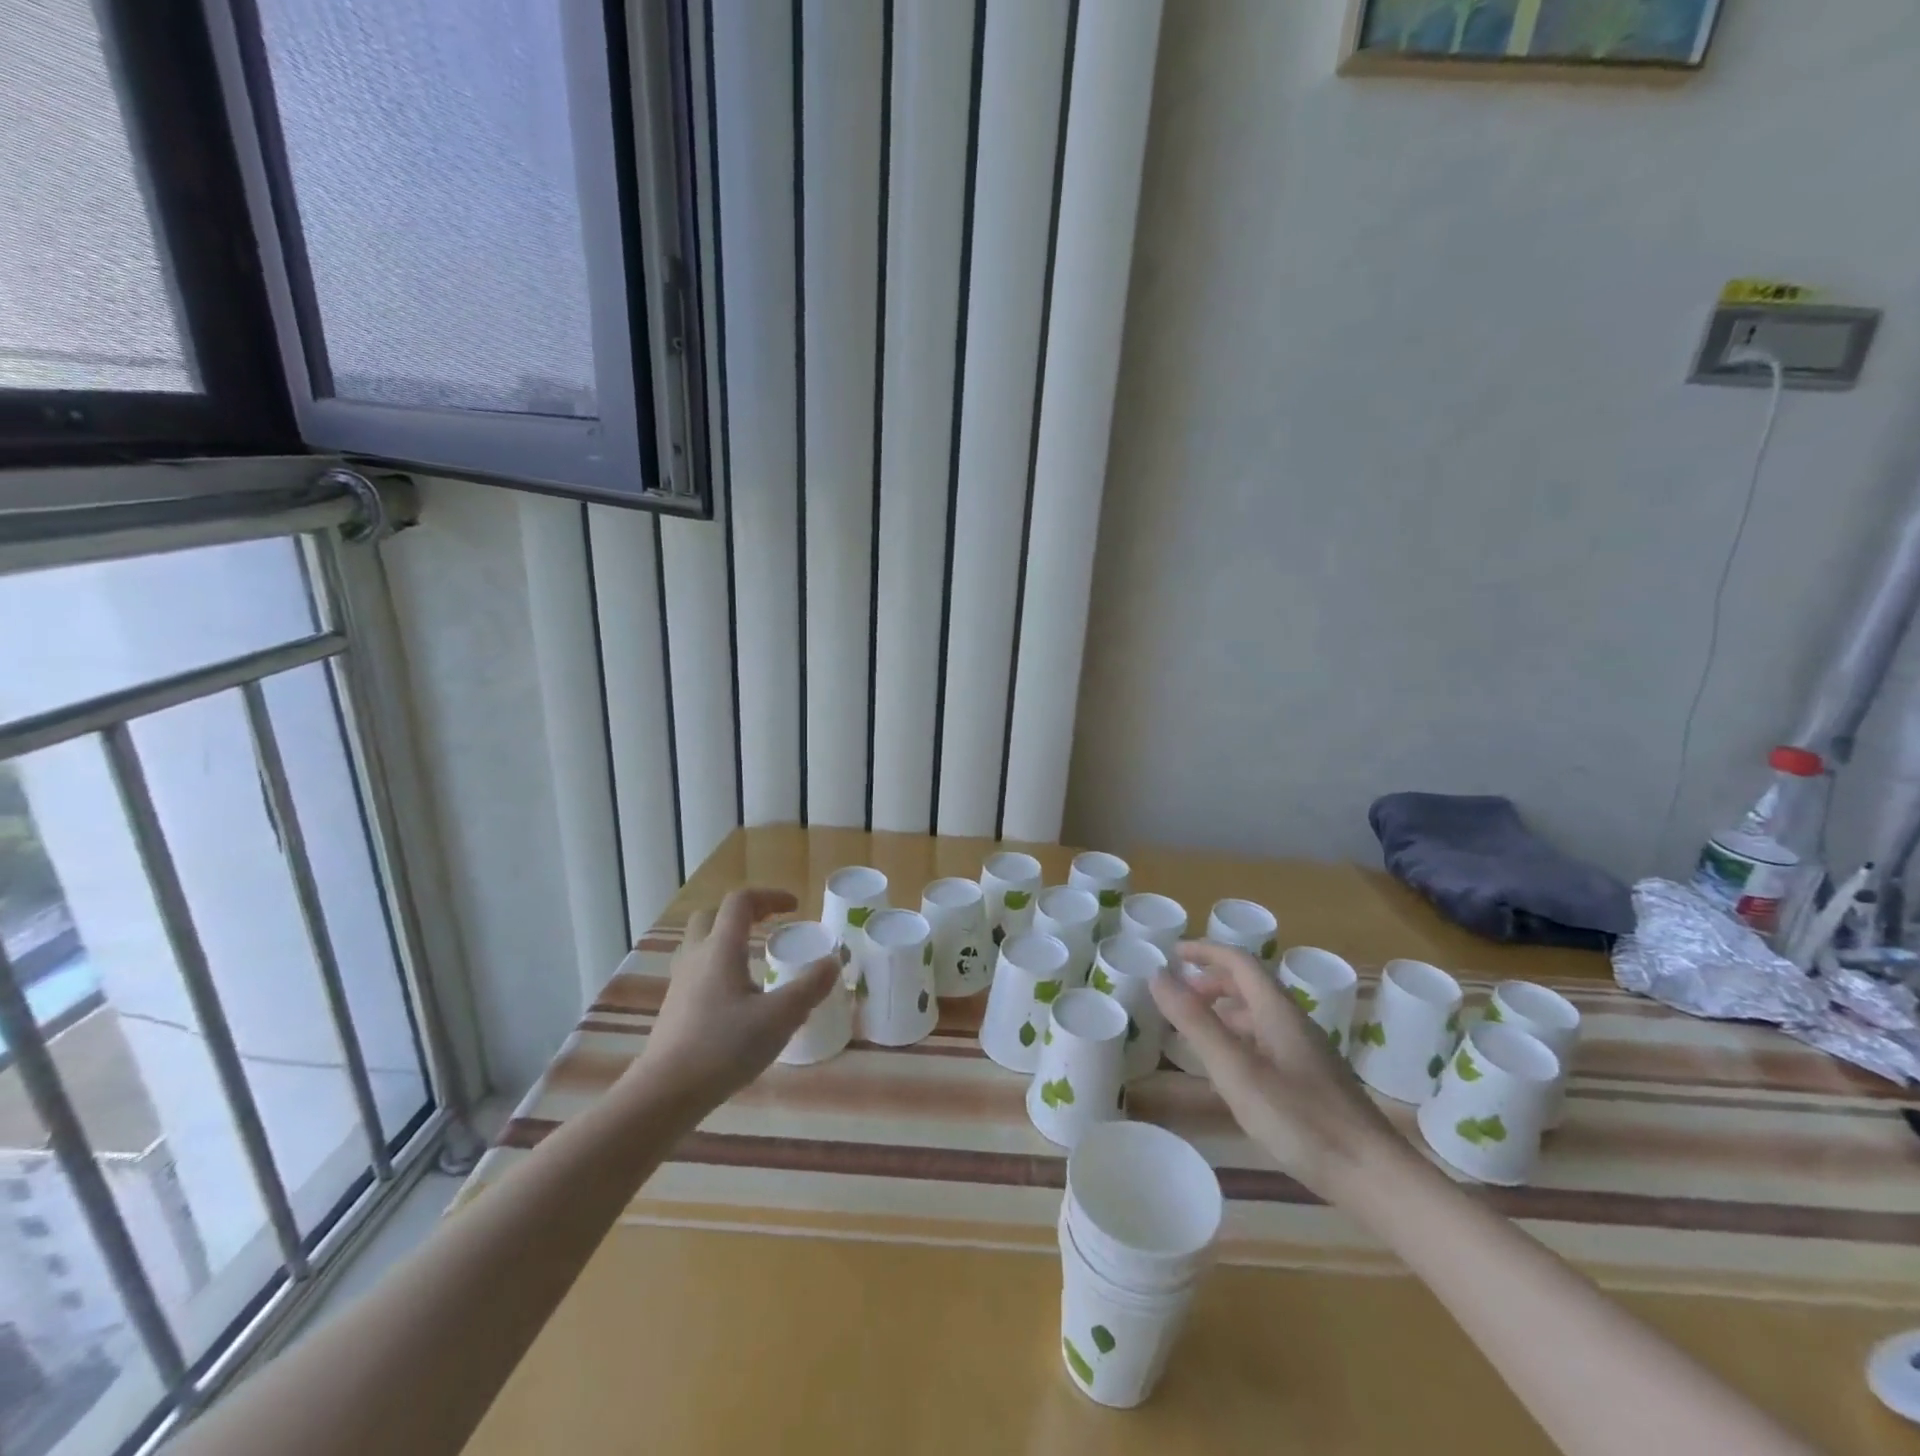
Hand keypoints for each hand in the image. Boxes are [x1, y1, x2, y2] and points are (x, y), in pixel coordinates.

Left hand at [635, 888, 837, 1111]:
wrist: (664, 1093)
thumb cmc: (724, 1047)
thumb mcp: (779, 1018)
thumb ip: (810, 987)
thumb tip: (833, 961)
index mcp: (721, 948)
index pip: (741, 902)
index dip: (770, 896)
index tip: (795, 908)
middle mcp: (697, 957)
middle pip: (713, 916)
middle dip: (744, 914)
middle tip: (769, 926)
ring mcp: (680, 983)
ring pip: (702, 944)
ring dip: (728, 941)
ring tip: (756, 962)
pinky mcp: (674, 1008)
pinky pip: (698, 972)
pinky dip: (720, 969)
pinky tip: (738, 999)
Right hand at [1150, 942, 1402, 1200]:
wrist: (1375, 1177)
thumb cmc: (1301, 1119)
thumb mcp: (1236, 1070)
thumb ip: (1195, 1022)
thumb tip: (1158, 975)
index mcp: (1277, 1011)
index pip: (1239, 961)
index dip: (1205, 951)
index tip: (1173, 954)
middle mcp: (1294, 1022)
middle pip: (1250, 985)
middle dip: (1211, 982)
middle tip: (1179, 997)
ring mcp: (1307, 1052)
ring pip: (1259, 1015)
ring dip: (1224, 1011)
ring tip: (1195, 1031)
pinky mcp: (1313, 1080)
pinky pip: (1267, 1041)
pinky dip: (1239, 1038)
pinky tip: (1231, 1071)